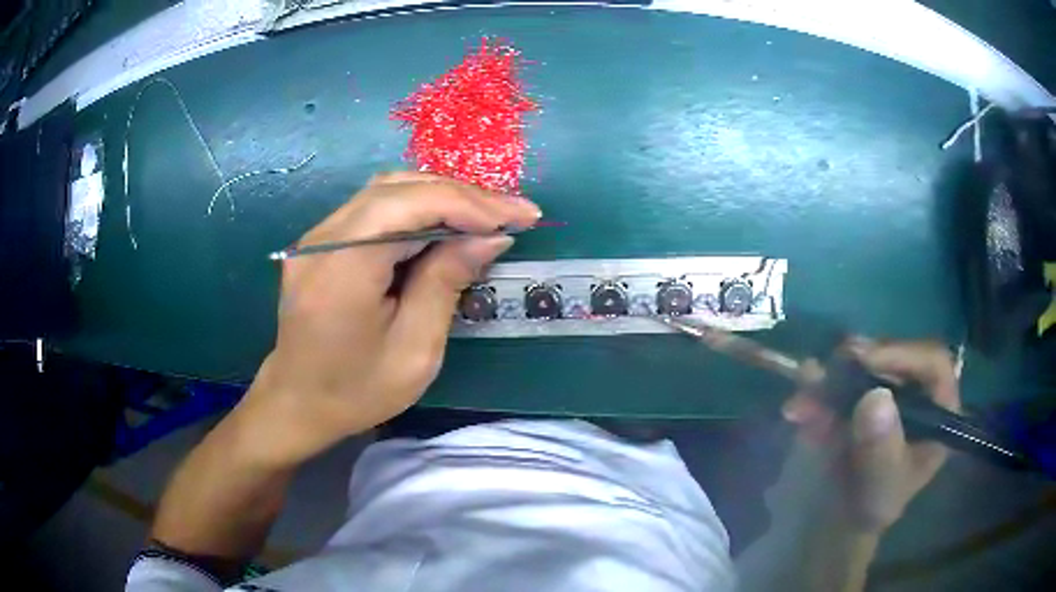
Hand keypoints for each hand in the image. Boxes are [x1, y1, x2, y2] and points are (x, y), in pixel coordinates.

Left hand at [241, 172, 541, 464]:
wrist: (298, 403)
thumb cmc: (357, 391)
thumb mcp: (415, 350)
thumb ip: (446, 281)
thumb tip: (491, 235)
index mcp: (342, 269)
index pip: (410, 206)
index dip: (470, 204)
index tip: (521, 216)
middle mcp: (323, 239)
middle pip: (399, 189)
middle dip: (463, 196)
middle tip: (513, 212)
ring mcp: (317, 236)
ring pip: (388, 190)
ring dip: (442, 196)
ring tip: (487, 215)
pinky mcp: (321, 240)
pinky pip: (375, 207)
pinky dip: (418, 208)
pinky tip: (446, 222)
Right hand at [783, 340, 960, 533]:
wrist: (839, 519)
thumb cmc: (871, 506)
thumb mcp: (881, 486)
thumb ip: (881, 449)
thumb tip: (876, 397)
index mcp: (938, 410)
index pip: (932, 363)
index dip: (902, 355)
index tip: (864, 362)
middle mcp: (916, 390)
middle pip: (894, 356)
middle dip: (856, 365)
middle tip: (824, 373)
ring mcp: (887, 390)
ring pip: (862, 365)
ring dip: (829, 380)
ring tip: (801, 403)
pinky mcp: (859, 394)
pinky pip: (838, 380)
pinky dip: (817, 391)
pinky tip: (798, 409)